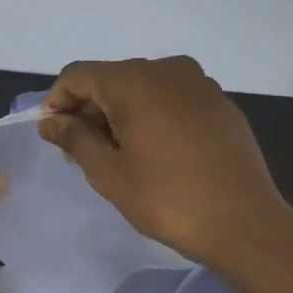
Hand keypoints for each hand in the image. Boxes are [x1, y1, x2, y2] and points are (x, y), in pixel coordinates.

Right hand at [38, 56, 292, 272]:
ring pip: (142, 87)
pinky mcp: (219, 102)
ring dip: (119, 113)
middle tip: (80, 151)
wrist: (243, 222)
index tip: (53, 135)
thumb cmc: (165, 198)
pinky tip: (154, 152)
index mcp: (134, 82)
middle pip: (111, 78)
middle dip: (88, 109)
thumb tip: (49, 120)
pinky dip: (151, 115)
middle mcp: (167, 70)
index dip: (57, 101)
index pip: (78, 75)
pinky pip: (171, 98)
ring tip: (117, 154)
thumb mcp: (107, 171)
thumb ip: (74, 138)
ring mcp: (199, 84)